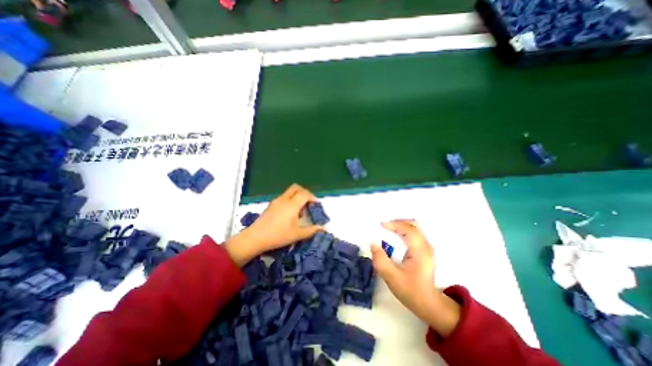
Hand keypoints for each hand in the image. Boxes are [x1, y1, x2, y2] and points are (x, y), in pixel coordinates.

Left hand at [227, 186, 322, 265]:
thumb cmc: (278, 235)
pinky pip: (284, 197)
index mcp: (292, 205)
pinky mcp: (271, 205)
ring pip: (289, 192)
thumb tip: (322, 228)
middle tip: (308, 203)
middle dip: (305, 193)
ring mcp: (276, 201)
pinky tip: (289, 214)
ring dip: (297, 197)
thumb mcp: (297, 234)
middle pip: (296, 188)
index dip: (313, 198)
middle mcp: (284, 199)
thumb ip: (311, 230)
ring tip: (299, 212)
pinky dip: (290, 200)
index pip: (305, 194)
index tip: (316, 205)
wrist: (255, 237)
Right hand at [370, 220, 459, 337]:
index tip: (381, 225)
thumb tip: (373, 244)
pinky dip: (404, 230)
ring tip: (388, 228)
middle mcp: (426, 246)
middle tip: (384, 226)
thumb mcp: (391, 277)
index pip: (408, 230)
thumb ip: (380, 260)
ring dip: (400, 225)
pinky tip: (396, 235)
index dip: (394, 224)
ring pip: (415, 227)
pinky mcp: (425, 250)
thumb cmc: (410, 290)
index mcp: (420, 252)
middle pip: (413, 225)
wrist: (428, 303)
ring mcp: (427, 247)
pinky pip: (415, 232)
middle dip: (397, 222)